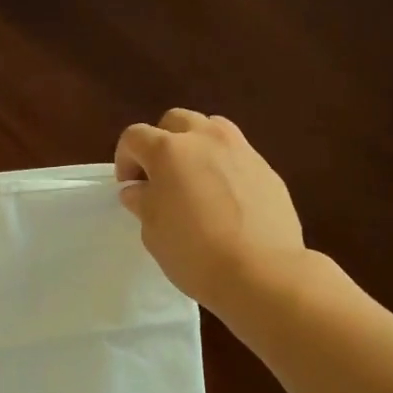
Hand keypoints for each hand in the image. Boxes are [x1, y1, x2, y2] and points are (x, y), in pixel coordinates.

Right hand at [114, 109, 305, 313]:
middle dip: (161, 143)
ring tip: (195, 181)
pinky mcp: (267, 168)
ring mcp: (241, 150)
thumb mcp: (154, 232)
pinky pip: (237, 155)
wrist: (262, 271)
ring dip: (195, 146)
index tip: (130, 187)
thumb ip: (143, 202)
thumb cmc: (195, 253)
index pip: (135, 137)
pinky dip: (224, 166)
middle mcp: (206, 139)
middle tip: (160, 178)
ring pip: (211, 129)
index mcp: (169, 151)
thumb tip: (139, 189)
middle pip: (175, 121)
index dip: (125, 159)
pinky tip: (225, 200)